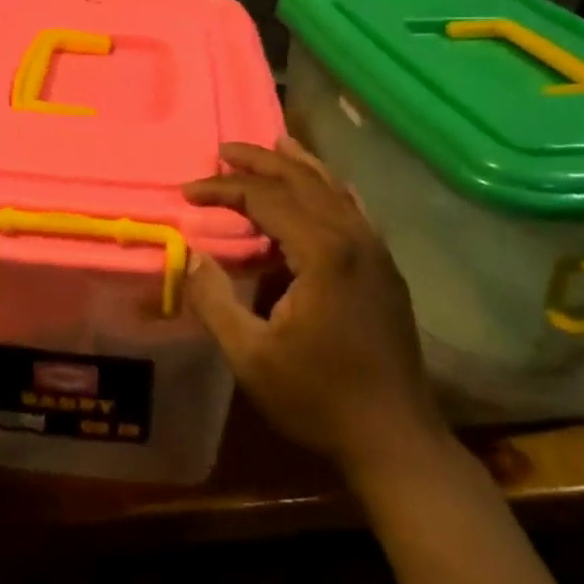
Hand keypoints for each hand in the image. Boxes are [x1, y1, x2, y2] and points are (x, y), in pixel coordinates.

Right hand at [183, 137, 447, 481]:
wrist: (395, 439)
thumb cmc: (318, 398)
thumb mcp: (250, 356)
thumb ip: (215, 300)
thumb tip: (192, 254)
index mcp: (323, 252)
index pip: (265, 199)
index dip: (223, 190)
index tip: (187, 192)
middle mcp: (354, 237)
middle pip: (302, 180)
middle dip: (260, 161)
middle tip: (223, 150)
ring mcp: (376, 250)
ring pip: (333, 189)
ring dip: (297, 166)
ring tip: (272, 144)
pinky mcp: (386, 268)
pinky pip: (354, 210)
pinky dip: (330, 189)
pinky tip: (322, 185)